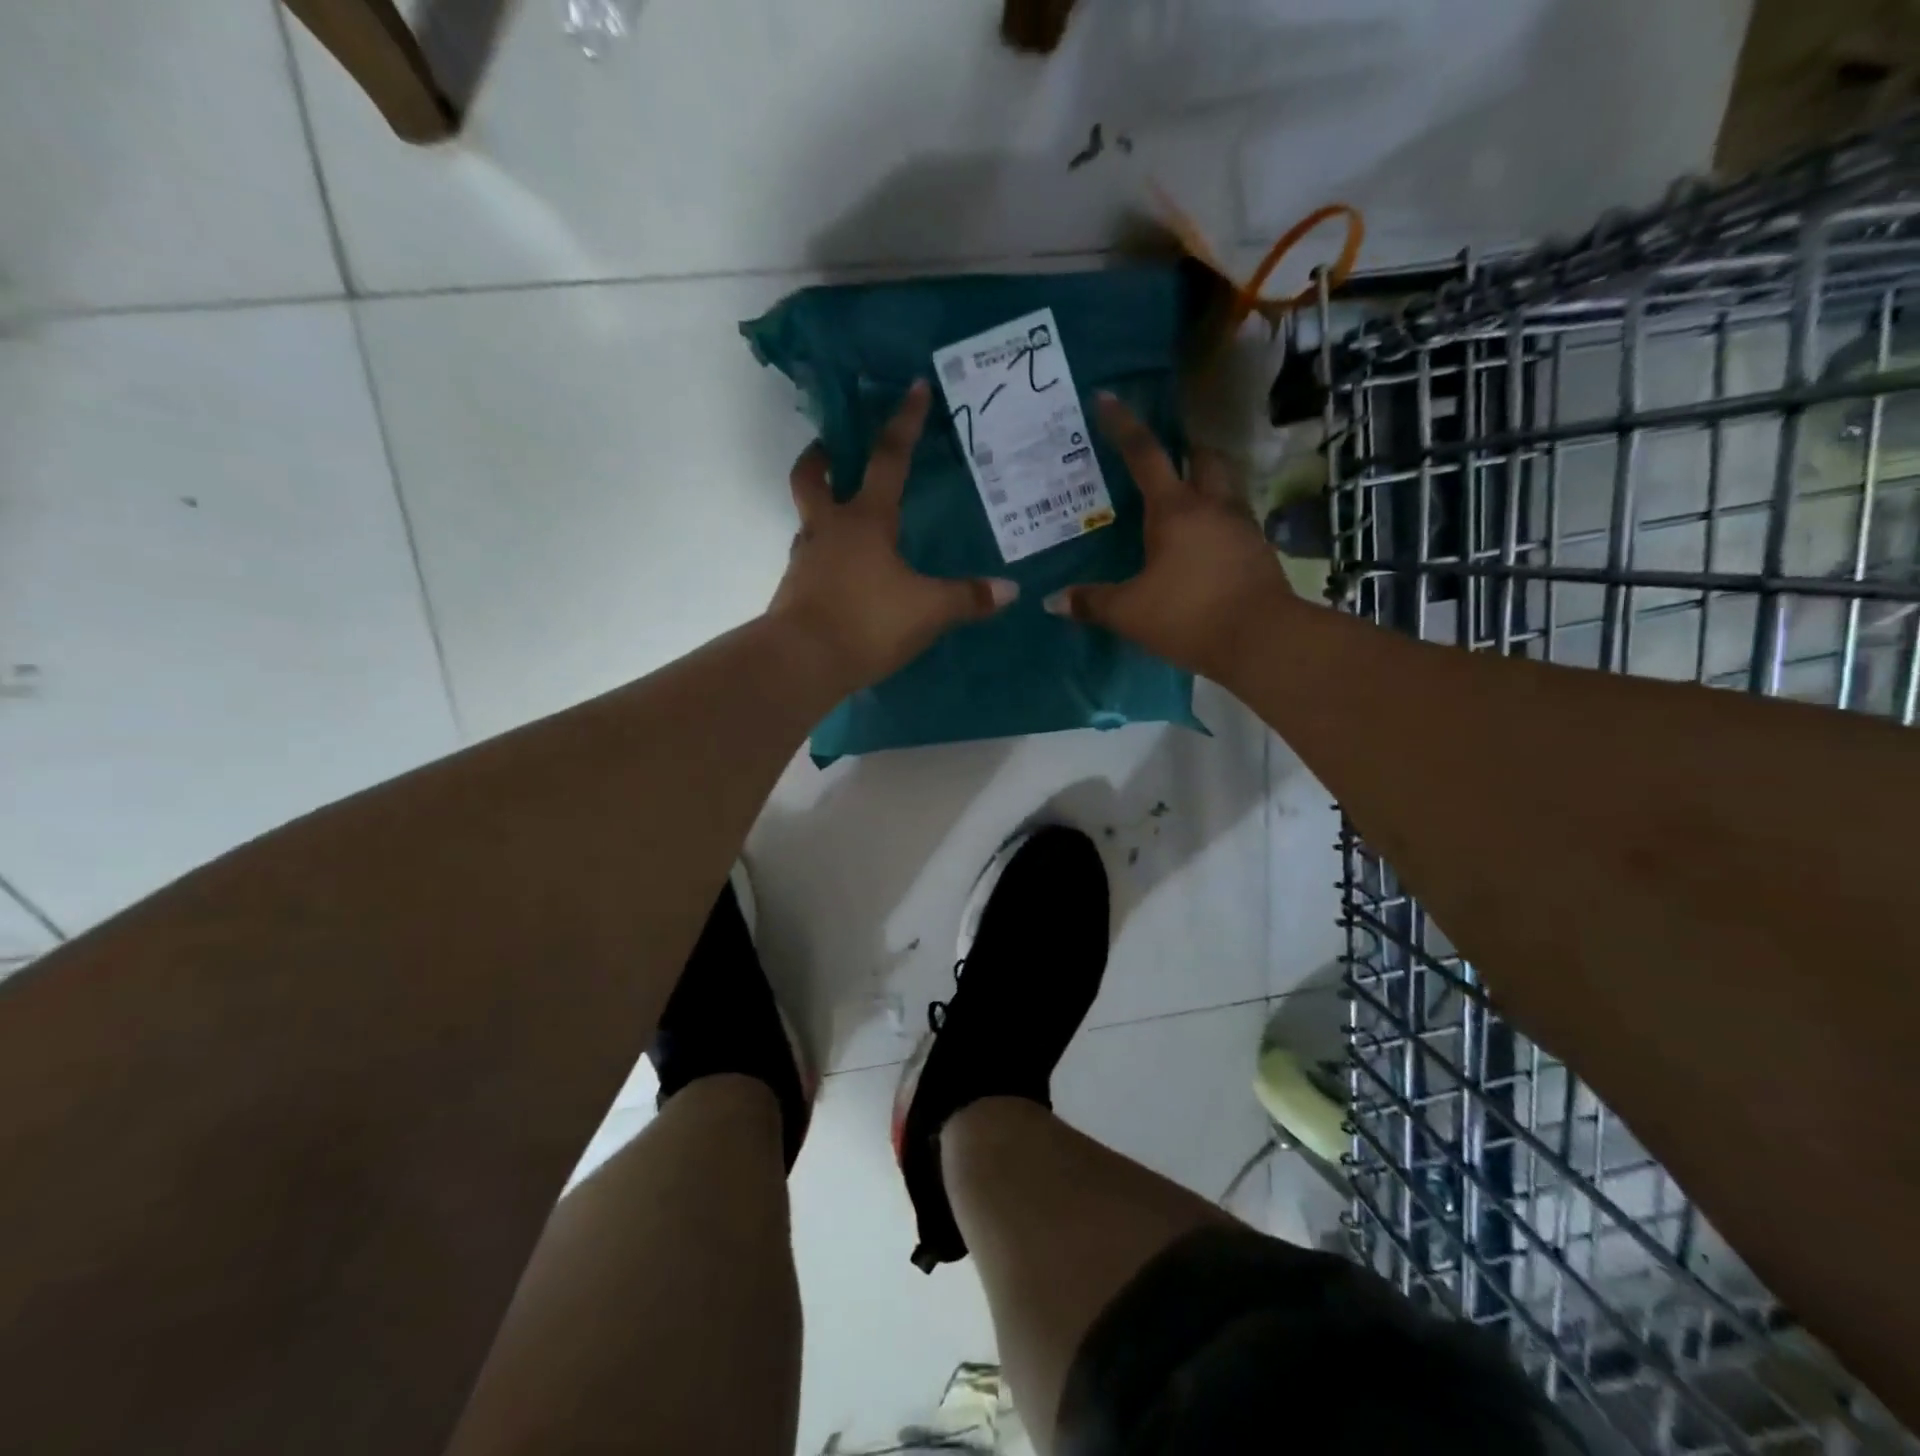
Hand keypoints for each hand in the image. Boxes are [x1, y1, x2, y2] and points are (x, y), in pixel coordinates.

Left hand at [767, 381, 1016, 694]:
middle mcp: (829, 529)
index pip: (889, 459)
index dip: (904, 422)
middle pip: (812, 477)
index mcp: (866, 520)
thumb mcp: (929, 611)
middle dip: (822, 456)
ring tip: (846, 520)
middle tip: (832, 449)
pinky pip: (810, 558)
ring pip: (807, 518)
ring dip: (820, 507)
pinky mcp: (794, 589)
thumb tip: (1010, 590)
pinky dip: (824, 554)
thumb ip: (968, 598)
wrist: (802, 661)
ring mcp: (805, 558)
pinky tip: (844, 573)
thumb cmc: (868, 622)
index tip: (913, 388)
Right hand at [1045, 394, 1294, 682]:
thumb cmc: (1188, 616)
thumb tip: (1052, 601)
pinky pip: (1234, 519)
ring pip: (1224, 485)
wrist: (1262, 640)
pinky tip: (1202, 546)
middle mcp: (1212, 505)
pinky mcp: (1258, 550)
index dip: (1123, 424)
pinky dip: (1216, 520)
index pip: (1144, 454)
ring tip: (1181, 505)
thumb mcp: (1130, 613)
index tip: (1106, 398)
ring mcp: (1241, 525)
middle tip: (1161, 461)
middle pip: (1201, 457)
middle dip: (1182, 450)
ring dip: (1204, 483)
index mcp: (1174, 510)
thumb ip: (1091, 602)